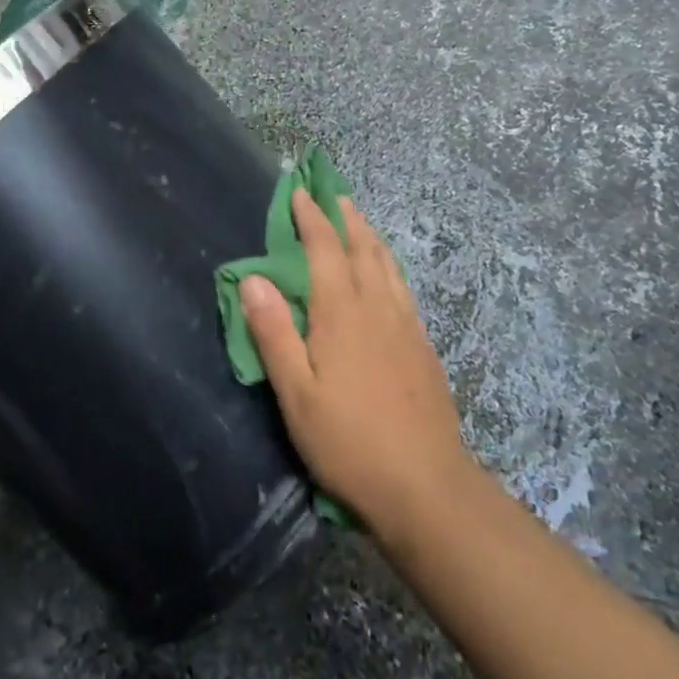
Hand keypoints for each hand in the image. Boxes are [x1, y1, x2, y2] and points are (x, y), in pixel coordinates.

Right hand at [242, 192, 477, 539]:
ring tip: (359, 221)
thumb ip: (273, 332)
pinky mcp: (423, 347)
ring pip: (387, 265)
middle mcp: (377, 307)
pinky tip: (389, 276)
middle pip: (362, 248)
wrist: (426, 486)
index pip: (325, 249)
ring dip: (370, 236)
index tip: (300, 192)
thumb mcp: (296, 393)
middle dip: (345, 218)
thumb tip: (253, 278)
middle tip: (333, 195)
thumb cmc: (349, 441)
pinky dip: (389, 266)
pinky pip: (403, 288)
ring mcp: (406, 325)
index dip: (311, 218)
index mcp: (342, 312)